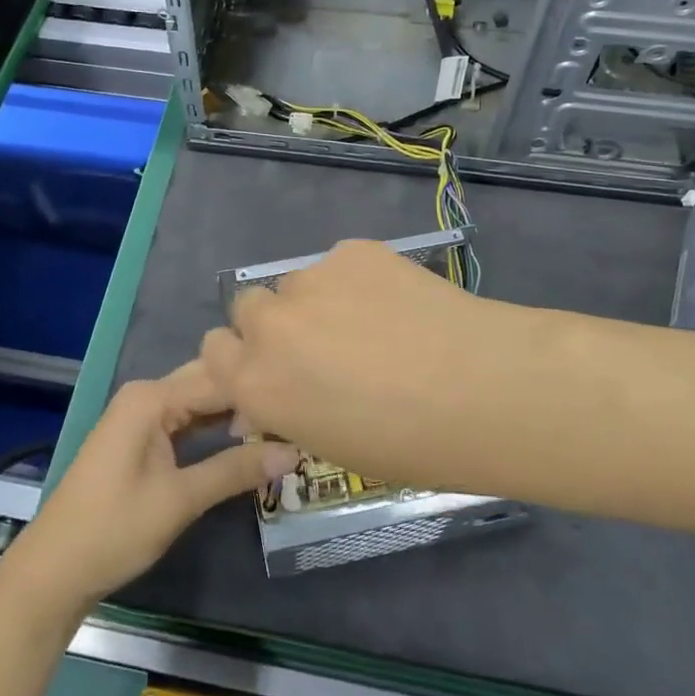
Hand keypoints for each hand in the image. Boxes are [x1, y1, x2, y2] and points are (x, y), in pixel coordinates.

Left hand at [2, 367, 299, 614]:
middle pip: (208, 383)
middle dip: (249, 396)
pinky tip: (245, 439)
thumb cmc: (113, 530)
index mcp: (151, 397)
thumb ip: (235, 470)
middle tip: (298, 412)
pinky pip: (186, 421)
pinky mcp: (141, 438)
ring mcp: (141, 416)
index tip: (304, 403)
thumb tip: (294, 452)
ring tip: (284, 423)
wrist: (54, 571)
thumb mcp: (180, 500)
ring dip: (234, 414)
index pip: (218, 379)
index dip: (260, 390)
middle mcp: (146, 395)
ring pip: (199, 403)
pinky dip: (214, 430)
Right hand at [201, 238, 542, 493]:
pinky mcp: (352, 251)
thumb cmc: (407, 444)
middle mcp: (269, 325)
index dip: (238, 359)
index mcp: (256, 382)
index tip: (267, 369)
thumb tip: (267, 397)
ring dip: (316, 303)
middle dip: (271, 326)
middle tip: (316, 345)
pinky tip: (397, 304)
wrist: (481, 388)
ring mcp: (311, 280)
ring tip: (370, 324)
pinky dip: (356, 282)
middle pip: (247, 308)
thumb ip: (285, 412)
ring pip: (296, 284)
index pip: (213, 352)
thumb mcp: (328, 444)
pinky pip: (339, 265)